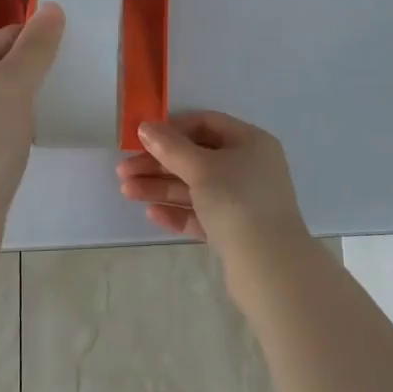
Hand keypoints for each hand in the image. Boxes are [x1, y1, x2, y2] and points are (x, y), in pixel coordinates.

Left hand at [0, 4, 65, 216]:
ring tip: (75, 93)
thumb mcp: (11, 85)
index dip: (36, 32)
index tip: (75, 35)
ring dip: (38, 95)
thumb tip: (52, 8)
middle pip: (7, 68)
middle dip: (40, 63)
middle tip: (82, 63)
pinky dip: (32, 123)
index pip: (5, 37)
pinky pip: (12, 129)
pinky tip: (52, 130)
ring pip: (10, 100)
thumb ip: (34, 49)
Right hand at [116, 111, 311, 263]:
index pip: (206, 123)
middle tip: (123, 171)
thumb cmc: (237, 202)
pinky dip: (178, 211)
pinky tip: (152, 214)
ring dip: (162, 187)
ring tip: (127, 192)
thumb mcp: (201, 168)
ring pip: (196, 187)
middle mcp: (249, 167)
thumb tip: (146, 127)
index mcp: (250, 142)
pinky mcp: (235, 231)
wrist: (269, 268)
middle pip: (197, 157)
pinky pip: (202, 214)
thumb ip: (171, 147)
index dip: (173, 129)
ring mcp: (243, 201)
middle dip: (159, 163)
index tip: (141, 138)